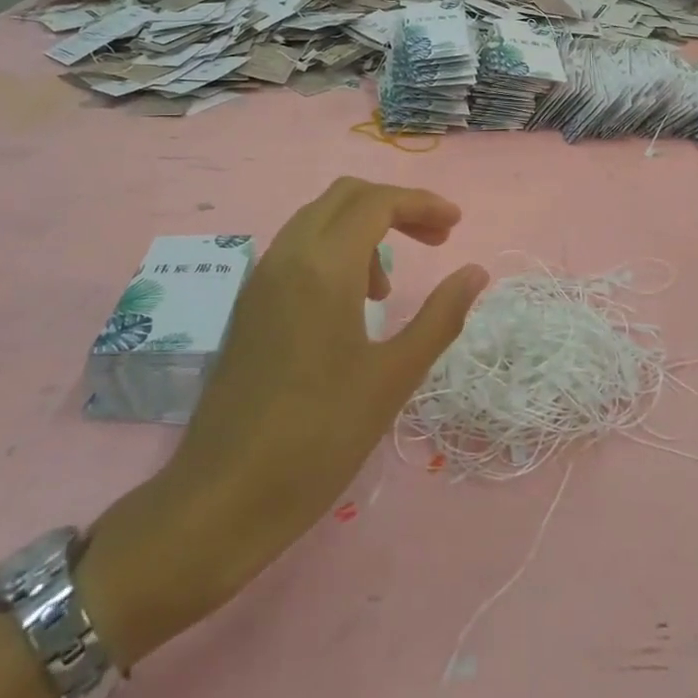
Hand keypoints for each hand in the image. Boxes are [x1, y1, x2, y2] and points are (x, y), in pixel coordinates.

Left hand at [85, 179, 486, 658]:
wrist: (221, 500)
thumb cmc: (318, 438)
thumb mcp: (393, 377)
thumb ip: (440, 316)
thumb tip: (476, 272)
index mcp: (322, 267)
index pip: (377, 202)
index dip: (422, 204)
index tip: (457, 225)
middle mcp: (286, 257)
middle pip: (345, 197)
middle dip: (395, 206)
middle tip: (434, 240)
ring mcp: (260, 280)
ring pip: (318, 220)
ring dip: (363, 229)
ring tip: (390, 287)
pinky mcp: (249, 306)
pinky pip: (297, 250)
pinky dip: (335, 252)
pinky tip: (352, 305)